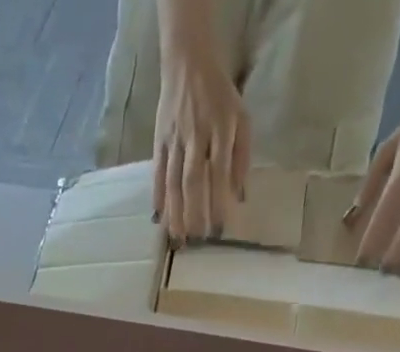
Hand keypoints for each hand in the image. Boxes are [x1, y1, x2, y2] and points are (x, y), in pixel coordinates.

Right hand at [153, 30, 250, 243]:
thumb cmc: (219, 97)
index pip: (219, 172)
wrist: (188, 64)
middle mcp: (196, 136)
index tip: (218, 228)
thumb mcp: (241, 119)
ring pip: (173, 181)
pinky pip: (157, 173)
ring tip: (177, 236)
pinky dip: (157, 196)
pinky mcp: (159, 142)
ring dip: (174, 212)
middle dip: (193, 212)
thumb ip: (242, 157)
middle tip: (196, 239)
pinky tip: (159, 217)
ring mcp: (175, 140)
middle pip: (192, 180)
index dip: (218, 202)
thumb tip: (239, 196)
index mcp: (220, 129)